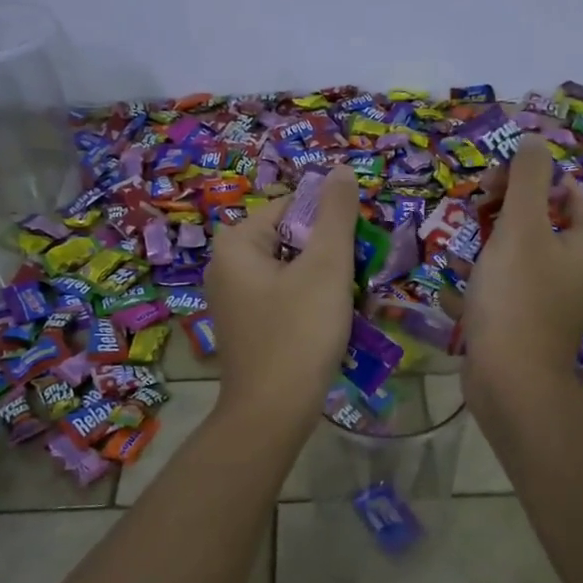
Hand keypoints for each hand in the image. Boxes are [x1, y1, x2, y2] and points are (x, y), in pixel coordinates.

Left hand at [205, 165, 360, 427]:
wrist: (272, 413)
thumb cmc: (299, 332)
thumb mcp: (326, 266)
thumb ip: (337, 214)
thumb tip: (342, 170)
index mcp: (236, 242)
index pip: (293, 206)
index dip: (331, 223)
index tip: (357, 250)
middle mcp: (226, 265)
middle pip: (292, 238)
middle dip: (329, 255)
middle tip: (355, 280)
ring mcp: (233, 298)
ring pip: (292, 269)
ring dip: (325, 281)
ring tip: (349, 303)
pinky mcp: (246, 325)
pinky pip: (284, 296)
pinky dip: (310, 302)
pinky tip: (330, 324)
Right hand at [460, 135, 582, 381]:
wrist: (510, 382)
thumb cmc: (518, 297)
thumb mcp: (521, 227)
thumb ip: (526, 178)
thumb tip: (532, 139)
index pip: (562, 189)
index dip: (524, 180)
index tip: (488, 189)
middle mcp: (576, 268)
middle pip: (537, 221)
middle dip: (498, 216)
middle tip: (470, 217)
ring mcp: (550, 299)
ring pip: (513, 257)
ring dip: (482, 250)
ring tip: (456, 254)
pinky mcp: (524, 323)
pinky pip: (500, 292)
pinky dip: (477, 288)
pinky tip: (451, 294)